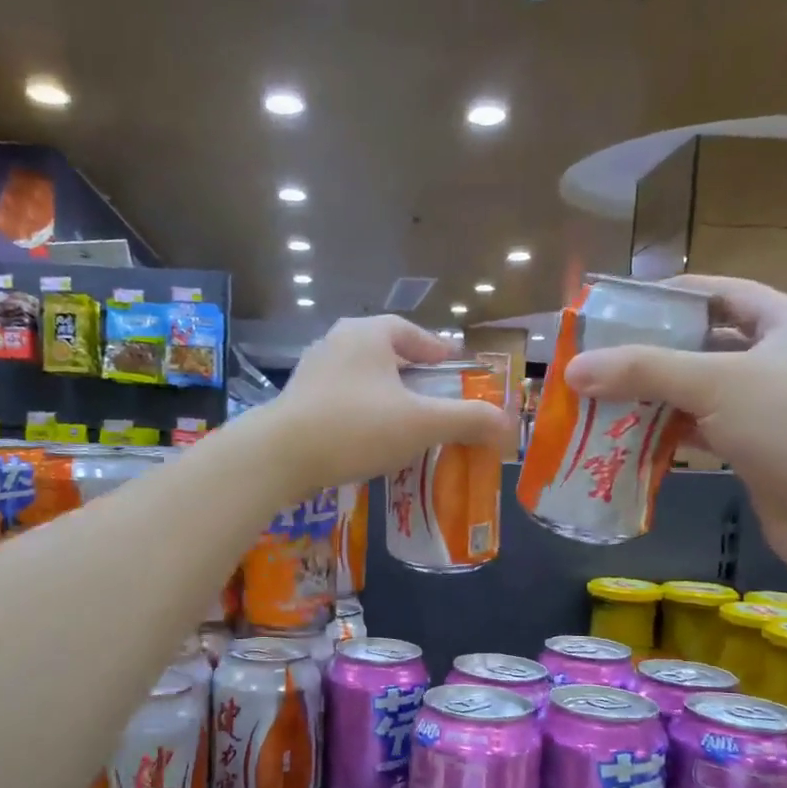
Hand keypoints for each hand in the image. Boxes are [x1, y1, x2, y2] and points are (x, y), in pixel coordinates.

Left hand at [266, 316, 515, 491]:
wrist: (279, 456)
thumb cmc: (356, 428)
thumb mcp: (421, 424)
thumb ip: (467, 420)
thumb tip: (506, 425)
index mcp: (367, 334)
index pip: (409, 331)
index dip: (434, 348)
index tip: (450, 364)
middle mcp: (336, 343)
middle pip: (382, 353)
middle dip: (408, 373)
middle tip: (430, 396)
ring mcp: (310, 372)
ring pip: (358, 378)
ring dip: (381, 395)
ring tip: (401, 421)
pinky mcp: (294, 402)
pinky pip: (338, 401)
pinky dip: (358, 414)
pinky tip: (366, 440)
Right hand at [564, 275, 786, 580]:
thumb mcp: (718, 383)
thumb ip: (643, 371)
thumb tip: (572, 369)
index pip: (723, 293)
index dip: (672, 295)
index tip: (619, 307)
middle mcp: (782, 362)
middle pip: (704, 345)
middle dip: (651, 353)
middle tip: (597, 360)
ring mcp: (772, 411)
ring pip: (700, 394)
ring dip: (653, 398)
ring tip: (599, 401)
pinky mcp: (758, 453)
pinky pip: (702, 433)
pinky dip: (667, 435)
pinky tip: (628, 440)